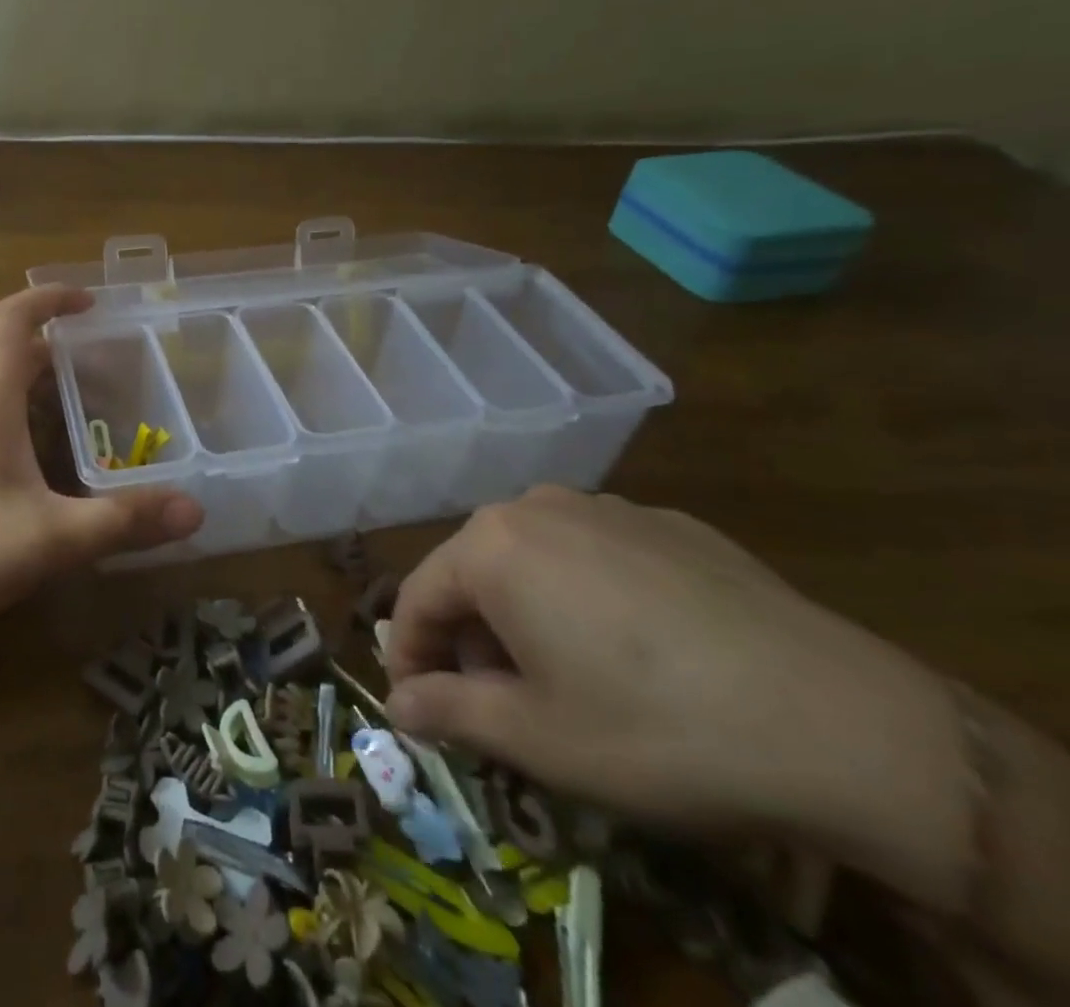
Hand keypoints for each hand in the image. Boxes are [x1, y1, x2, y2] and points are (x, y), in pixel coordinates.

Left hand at [0, 286, 202, 647]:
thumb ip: (122, 522)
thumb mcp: (50, 539)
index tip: (88, 303)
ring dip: (31, 391)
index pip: (13, 319)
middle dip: (56, 355)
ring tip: (73, 422)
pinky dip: (9, 422)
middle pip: (7, 357)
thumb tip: (194, 509)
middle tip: (102, 376)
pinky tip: (25, 473)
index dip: (50, 298)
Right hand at [383, 487, 967, 900]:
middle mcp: (537, 507)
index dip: (409, 657)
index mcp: (491, 545)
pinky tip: (637, 653)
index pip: (417, 597)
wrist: (846, 725)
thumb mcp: (536, 739)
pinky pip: (598, 557)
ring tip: (567, 679)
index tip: (420, 707)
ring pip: (535, 561)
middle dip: (472, 639)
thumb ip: (449, 711)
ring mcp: (608, 508)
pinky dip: (587, 598)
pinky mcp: (671, 525)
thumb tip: (399, 704)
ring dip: (526, 616)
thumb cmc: (656, 729)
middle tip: (500, 705)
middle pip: (474, 574)